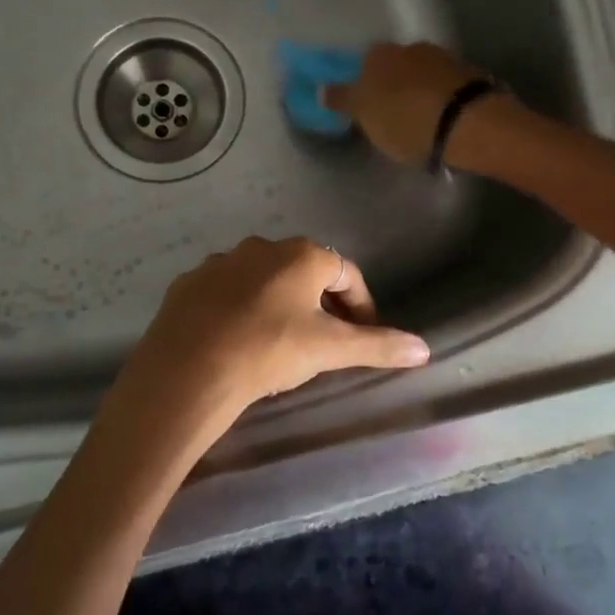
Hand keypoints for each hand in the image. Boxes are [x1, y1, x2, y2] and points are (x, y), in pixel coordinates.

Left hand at [106, 238, 429, 443]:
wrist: (189, 368)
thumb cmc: (269, 350)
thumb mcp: (330, 350)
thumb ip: (377, 345)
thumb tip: (425, 348)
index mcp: (302, 255)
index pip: (347, 273)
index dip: (361, 305)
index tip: (363, 336)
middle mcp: (262, 246)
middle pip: (305, 271)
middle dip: (321, 302)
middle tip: (326, 340)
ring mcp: (221, 261)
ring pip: (263, 279)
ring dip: (279, 302)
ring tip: (281, 342)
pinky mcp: (190, 282)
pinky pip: (226, 291)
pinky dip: (240, 308)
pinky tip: (237, 338)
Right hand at [322, 42, 487, 165]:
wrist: (468, 122)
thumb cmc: (404, 118)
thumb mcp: (364, 115)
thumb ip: (342, 100)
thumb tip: (321, 89)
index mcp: (379, 54)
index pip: (363, 63)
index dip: (364, 84)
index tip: (366, 105)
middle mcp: (410, 47)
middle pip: (395, 66)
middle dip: (393, 85)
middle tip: (391, 113)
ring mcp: (443, 59)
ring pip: (422, 74)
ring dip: (419, 91)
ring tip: (420, 119)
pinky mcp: (471, 76)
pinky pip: (446, 87)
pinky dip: (441, 98)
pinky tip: (442, 117)